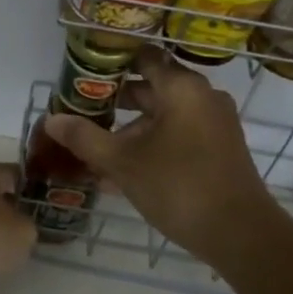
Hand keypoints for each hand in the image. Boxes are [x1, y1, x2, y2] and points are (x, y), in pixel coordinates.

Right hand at [43, 48, 276, 259]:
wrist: (242, 236)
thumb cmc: (179, 186)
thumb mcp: (123, 162)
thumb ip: (85, 138)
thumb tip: (51, 119)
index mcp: (182, 87)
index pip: (143, 57)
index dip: (111, 62)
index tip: (83, 73)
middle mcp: (202, 97)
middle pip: (151, 87)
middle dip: (115, 101)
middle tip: (81, 111)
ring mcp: (214, 124)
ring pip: (163, 117)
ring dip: (130, 130)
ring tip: (95, 150)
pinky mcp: (219, 150)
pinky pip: (177, 136)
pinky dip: (151, 145)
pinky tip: (120, 174)